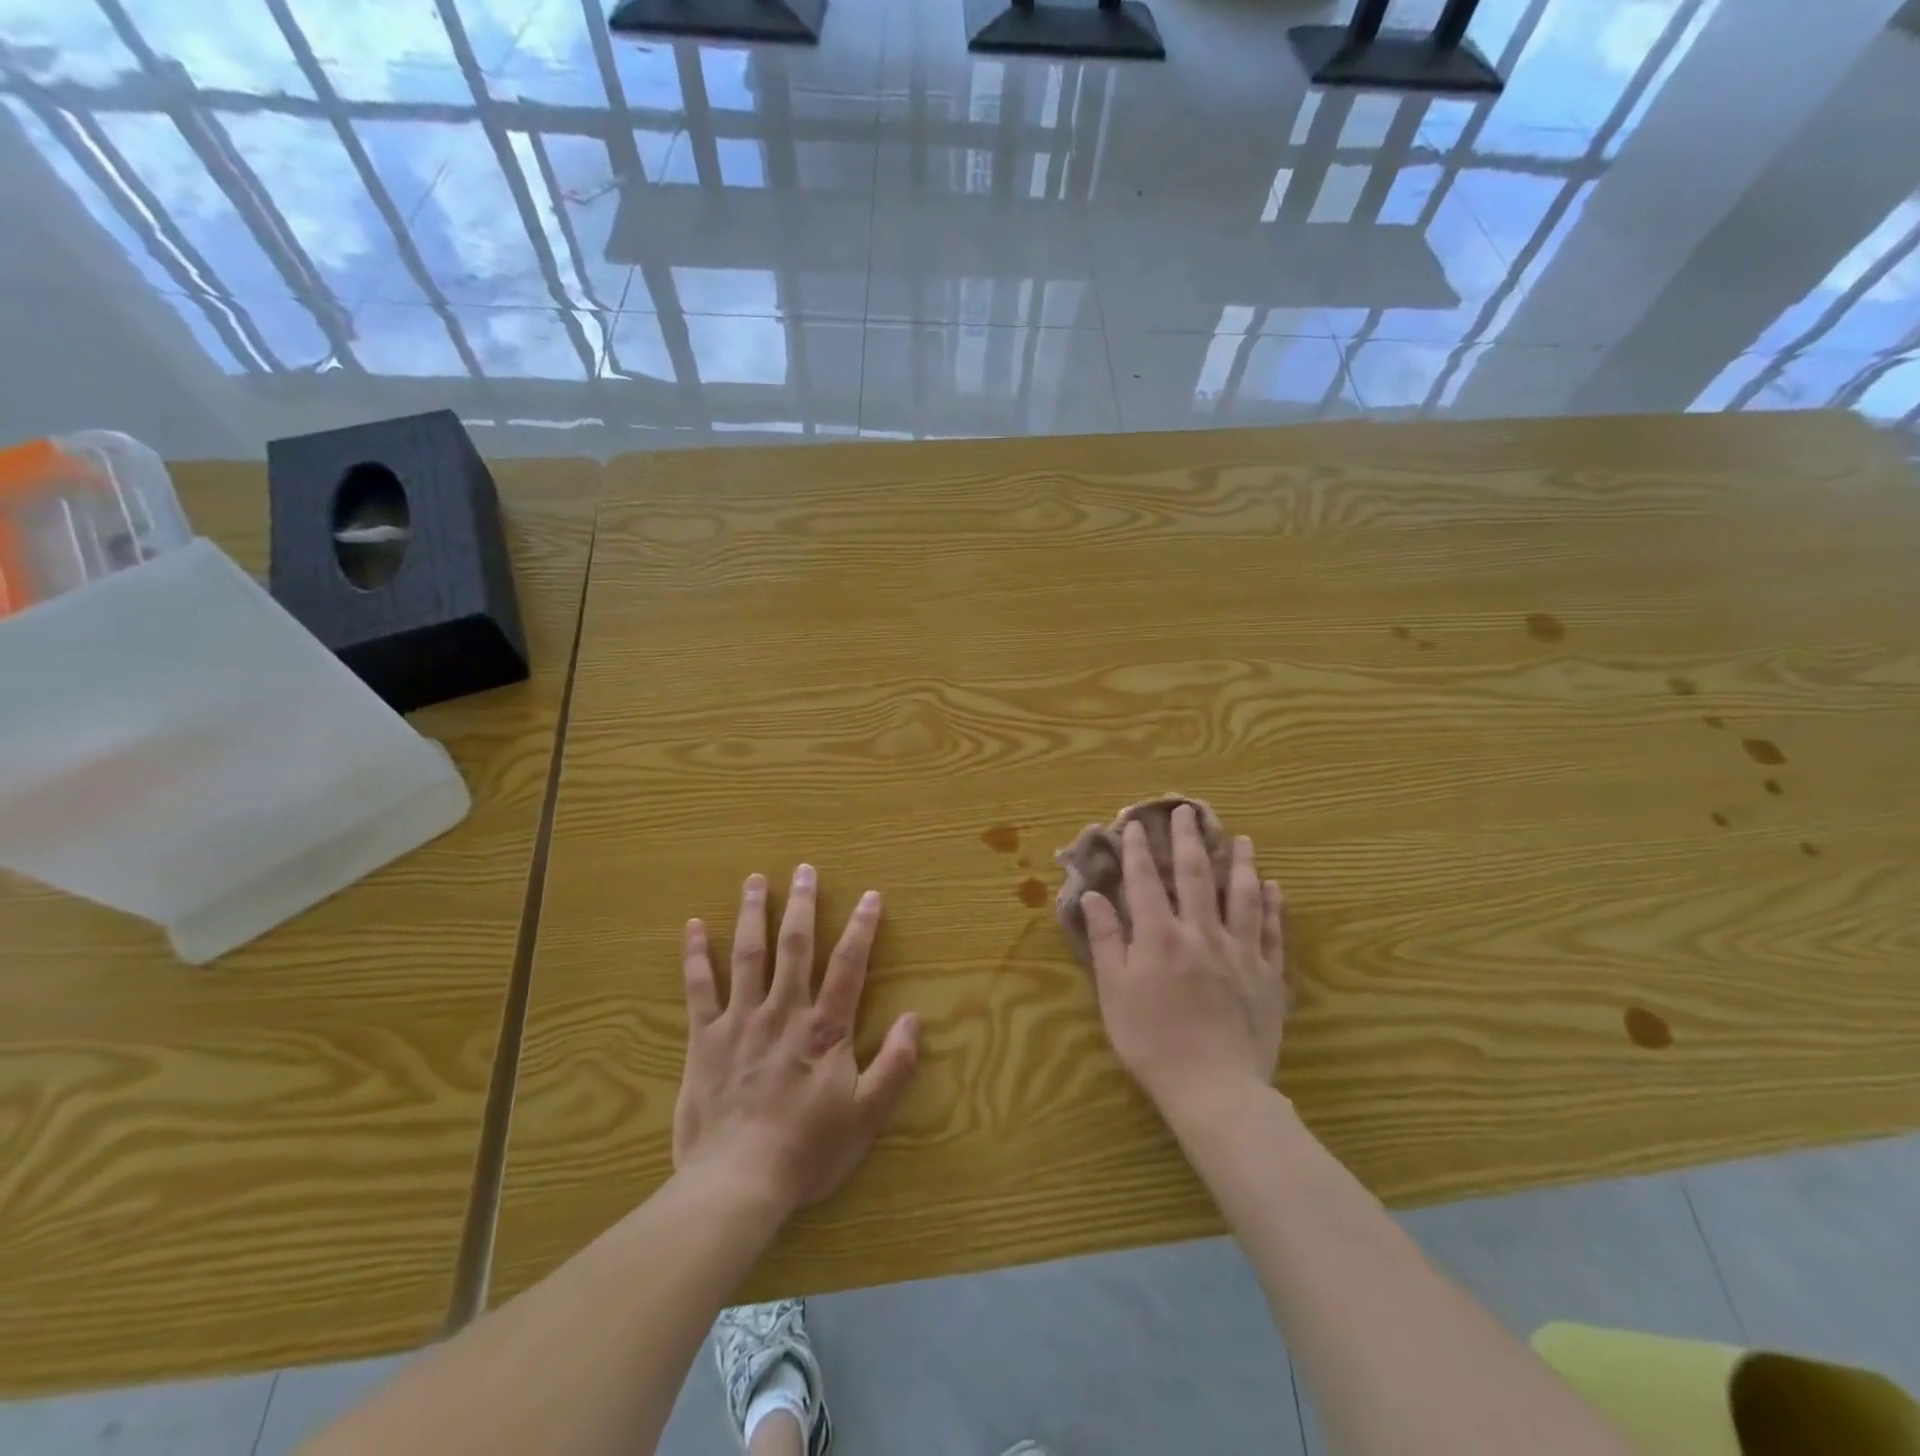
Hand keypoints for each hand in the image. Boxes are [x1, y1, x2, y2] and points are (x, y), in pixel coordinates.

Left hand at [673, 865, 919, 1215]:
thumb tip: (913, 1019)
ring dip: (752, 914)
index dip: (861, 928)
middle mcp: (784, 1011)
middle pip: (795, 946)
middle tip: (803, 870)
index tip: (869, 896)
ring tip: (754, 880)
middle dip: (801, 905)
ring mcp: (740, 1021)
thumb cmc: (807, 1151)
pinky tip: (692, 927)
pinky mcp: (704, 1039)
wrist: (736, 1182)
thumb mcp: (866, 1116)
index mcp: (824, 1028)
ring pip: (747, 955)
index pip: (849, 965)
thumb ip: (894, 1066)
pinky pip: (698, 989)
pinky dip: (695, 956)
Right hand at [1081, 806, 1285, 1126]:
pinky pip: (1274, 932)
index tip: (1136, 824)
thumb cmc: (1152, 1041)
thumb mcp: (1114, 992)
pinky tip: (1274, 887)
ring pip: (1243, 896)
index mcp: (1159, 936)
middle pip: (1196, 876)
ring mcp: (1240, 952)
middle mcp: (1201, 932)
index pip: (1146, 881)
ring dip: (1240, 863)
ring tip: (1240, 839)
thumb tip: (1093, 896)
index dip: (1139, 850)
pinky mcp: (1268, 976)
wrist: (1214, 1088)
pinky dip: (1274, 906)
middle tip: (1188, 811)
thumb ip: (1105, 939)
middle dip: (1189, 840)